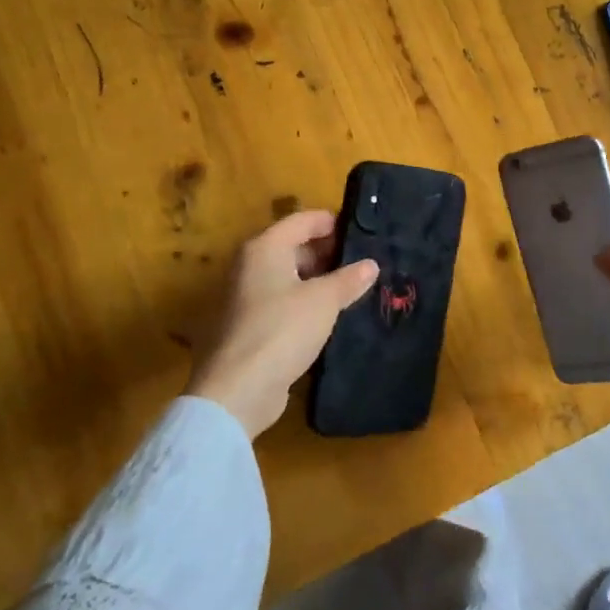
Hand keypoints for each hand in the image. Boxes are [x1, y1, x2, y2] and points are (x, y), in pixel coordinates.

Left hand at [185, 209, 377, 437]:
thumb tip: (371, 265)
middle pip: (294, 246)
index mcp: (265, 248)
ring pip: (290, 277)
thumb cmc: (282, 329)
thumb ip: (349, 279)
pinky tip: (332, 315)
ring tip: (354, 287)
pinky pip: (284, 302)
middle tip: (363, 261)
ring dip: (319, 280)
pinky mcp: (250, 326)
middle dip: (328, 252)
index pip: (302, 220)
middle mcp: (251, 266)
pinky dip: (306, 303)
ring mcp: (247, 297)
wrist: (239, 389)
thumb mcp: (324, 300)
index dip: (332, 222)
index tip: (363, 231)